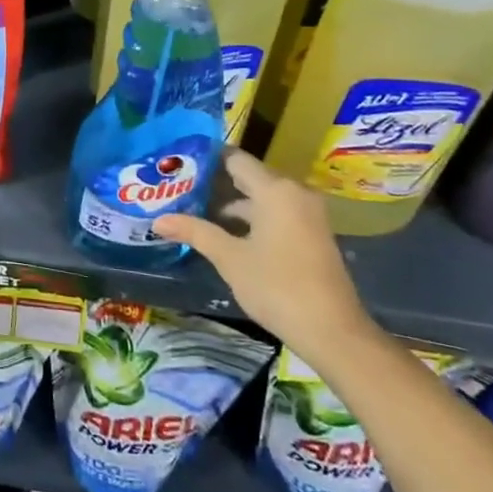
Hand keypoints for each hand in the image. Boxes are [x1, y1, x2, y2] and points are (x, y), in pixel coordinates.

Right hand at [153, 148, 376, 367]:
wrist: (334, 332)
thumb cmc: (278, 287)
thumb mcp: (230, 259)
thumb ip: (195, 232)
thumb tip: (158, 221)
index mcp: (275, 190)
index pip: (234, 159)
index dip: (206, 159)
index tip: (178, 163)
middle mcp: (294, 192)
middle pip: (248, 175)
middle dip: (215, 182)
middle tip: (179, 186)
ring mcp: (307, 213)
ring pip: (262, 196)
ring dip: (232, 202)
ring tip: (195, 208)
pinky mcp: (312, 233)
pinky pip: (276, 212)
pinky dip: (252, 217)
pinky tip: (225, 232)